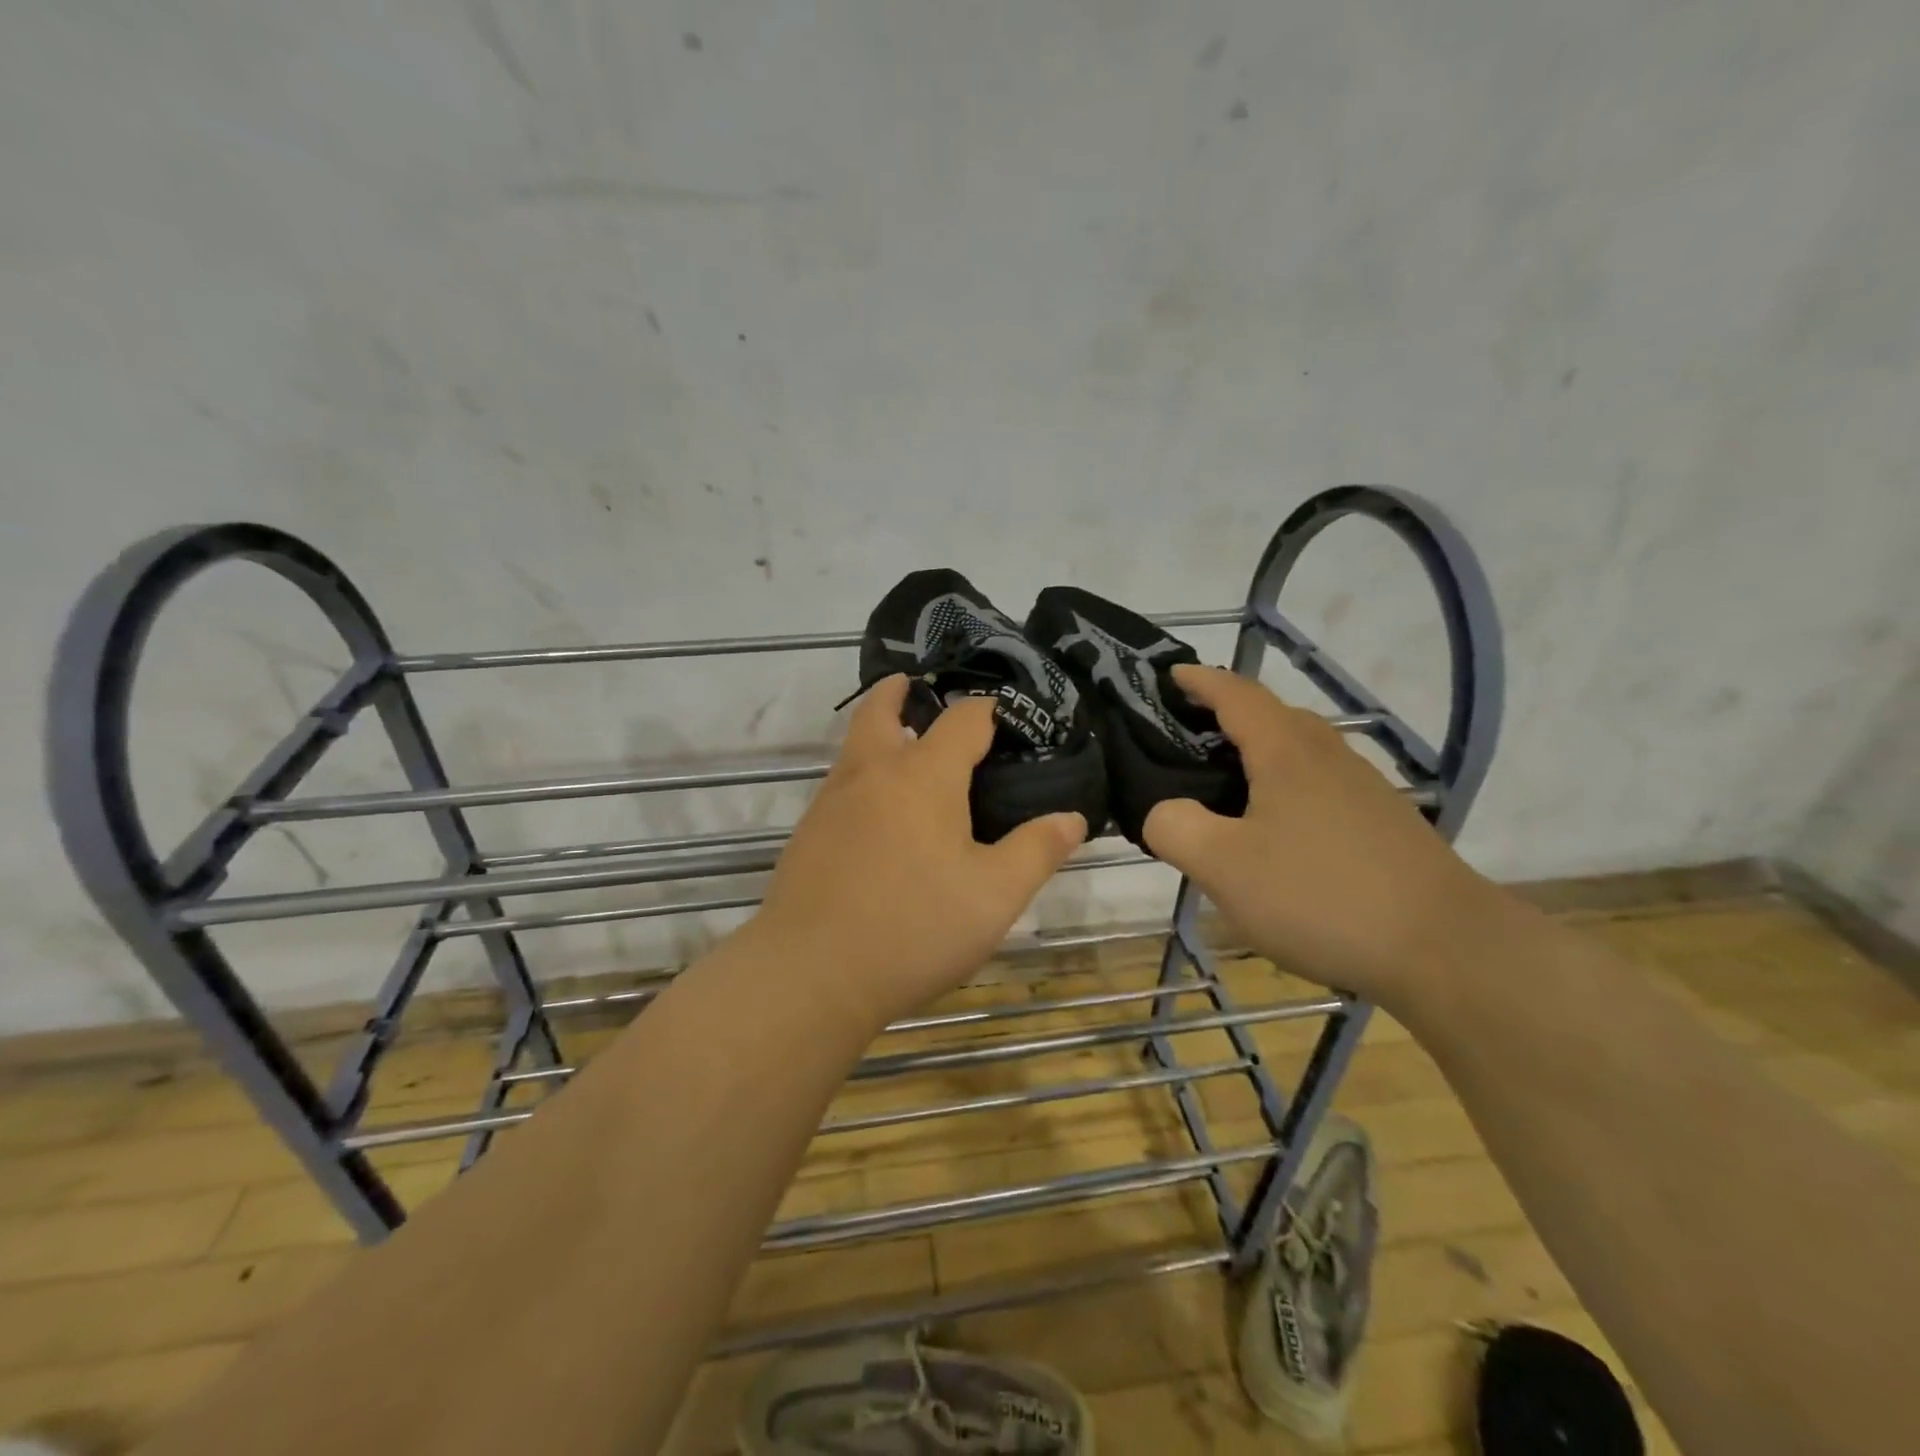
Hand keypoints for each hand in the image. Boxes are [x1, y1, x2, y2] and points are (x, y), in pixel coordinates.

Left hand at [740, 676, 1087, 1030]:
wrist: (810, 974)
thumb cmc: (914, 928)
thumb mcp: (994, 896)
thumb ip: (1036, 851)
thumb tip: (1072, 818)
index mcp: (923, 775)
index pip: (964, 719)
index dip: (990, 711)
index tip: (1010, 720)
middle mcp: (872, 773)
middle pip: (880, 710)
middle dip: (901, 692)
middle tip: (918, 689)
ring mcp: (831, 802)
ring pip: (855, 747)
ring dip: (877, 732)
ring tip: (906, 750)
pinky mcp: (808, 835)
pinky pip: (840, 785)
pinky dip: (863, 776)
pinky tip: (880, 817)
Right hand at [1143, 665, 1499, 1004]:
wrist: (1447, 948)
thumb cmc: (1321, 896)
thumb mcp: (1224, 867)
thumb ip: (1175, 828)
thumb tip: (1162, 811)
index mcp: (1286, 751)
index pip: (1235, 694)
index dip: (1198, 680)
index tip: (1168, 675)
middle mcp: (1328, 755)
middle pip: (1272, 714)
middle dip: (1226, 712)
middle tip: (1185, 735)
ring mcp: (1363, 788)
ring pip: (1300, 750)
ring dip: (1257, 750)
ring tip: (1223, 783)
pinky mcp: (1383, 823)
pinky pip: (1320, 783)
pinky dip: (1285, 785)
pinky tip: (1275, 831)